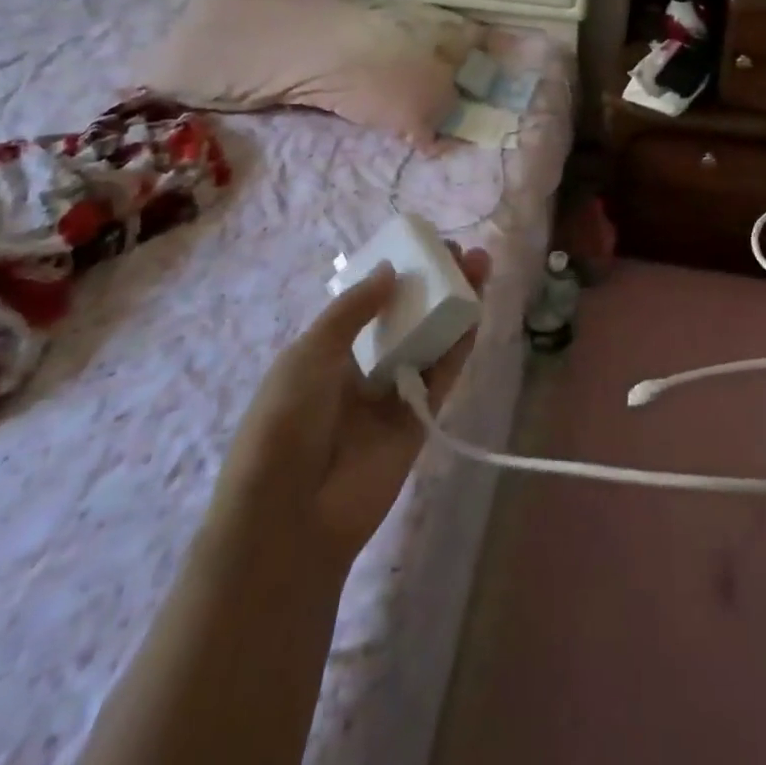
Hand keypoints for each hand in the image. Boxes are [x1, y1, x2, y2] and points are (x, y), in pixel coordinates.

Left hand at [213, 246, 489, 571]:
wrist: (291, 519)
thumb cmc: (284, 426)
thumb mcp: (307, 356)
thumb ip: (352, 311)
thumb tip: (390, 270)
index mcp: (326, 352)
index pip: (367, 303)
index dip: (394, 274)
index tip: (422, 246)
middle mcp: (362, 368)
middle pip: (406, 316)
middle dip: (432, 283)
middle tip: (461, 252)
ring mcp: (393, 393)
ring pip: (431, 339)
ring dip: (454, 304)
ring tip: (480, 266)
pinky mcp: (419, 419)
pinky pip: (443, 374)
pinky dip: (461, 343)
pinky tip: (477, 310)